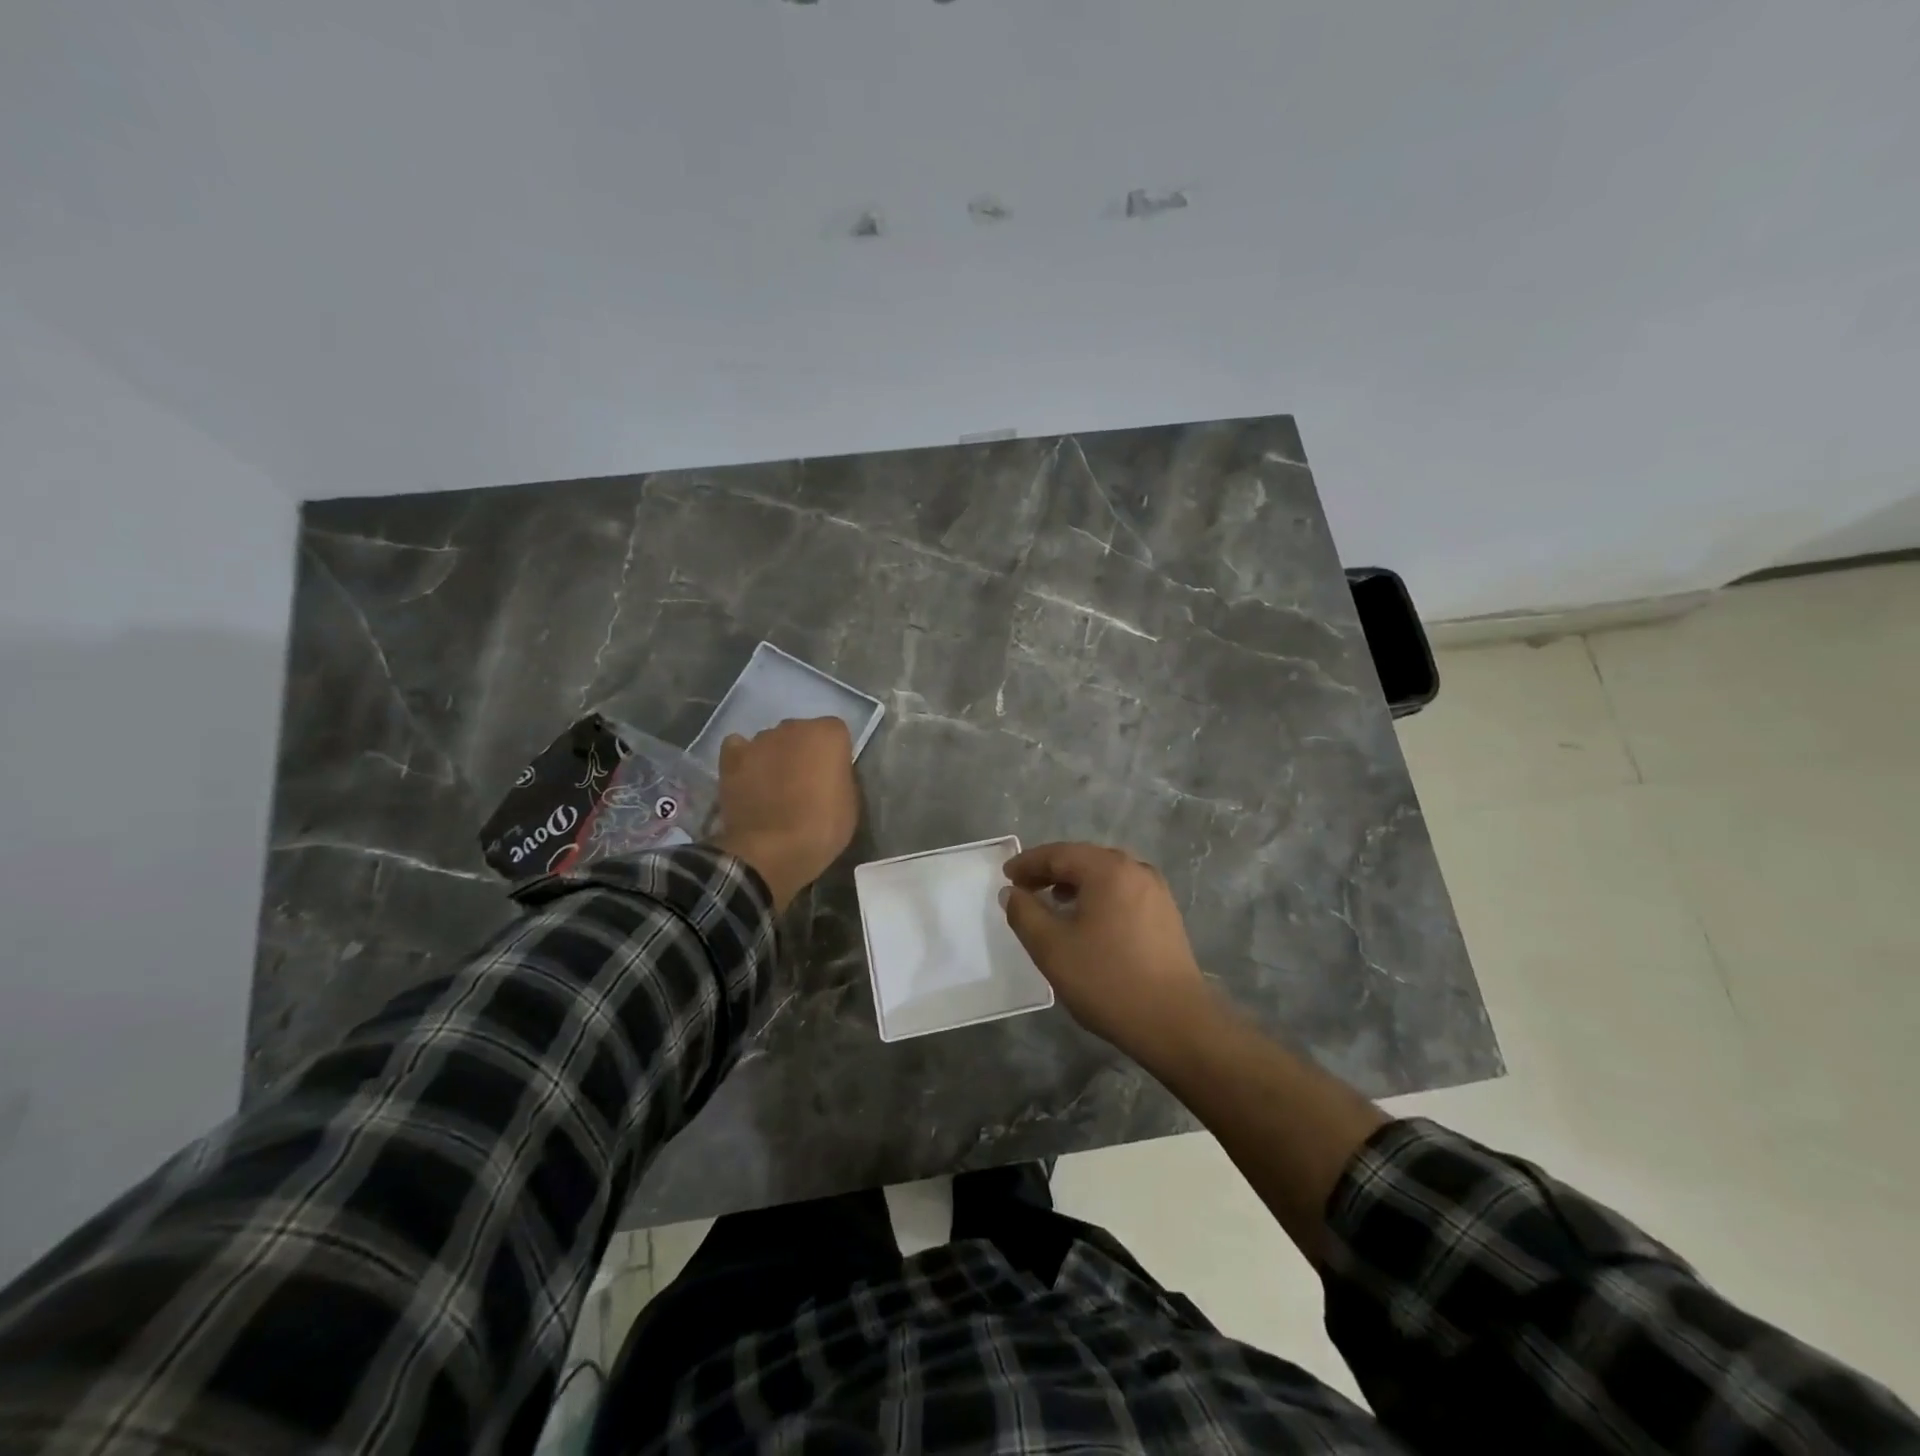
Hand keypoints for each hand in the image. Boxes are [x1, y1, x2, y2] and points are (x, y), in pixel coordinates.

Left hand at [712, 717, 858, 910]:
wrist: (772, 851)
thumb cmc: (822, 829)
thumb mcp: (850, 803)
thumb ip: (840, 777)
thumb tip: (828, 774)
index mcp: (829, 735)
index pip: (835, 734)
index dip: (833, 756)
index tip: (831, 778)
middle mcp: (794, 727)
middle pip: (801, 732)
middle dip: (802, 752)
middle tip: (803, 784)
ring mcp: (759, 740)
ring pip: (771, 741)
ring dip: (774, 757)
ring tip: (772, 789)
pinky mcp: (731, 757)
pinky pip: (740, 747)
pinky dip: (744, 759)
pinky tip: (748, 779)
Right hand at [1000, 842, 1216, 1065]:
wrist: (1174, 1022)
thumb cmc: (1107, 979)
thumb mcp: (1052, 947)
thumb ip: (1024, 913)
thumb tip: (1012, 892)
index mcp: (1108, 869)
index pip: (1059, 853)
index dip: (1028, 863)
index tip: (1005, 876)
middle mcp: (1136, 870)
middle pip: (1084, 859)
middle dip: (1051, 870)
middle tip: (1024, 887)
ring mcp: (1156, 891)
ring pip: (1106, 875)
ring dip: (1075, 883)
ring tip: (1052, 902)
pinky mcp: (1166, 915)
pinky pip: (1122, 892)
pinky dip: (1098, 896)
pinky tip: (1087, 920)